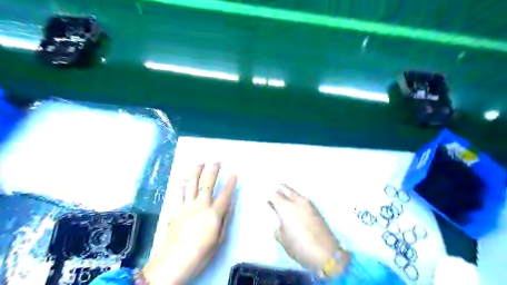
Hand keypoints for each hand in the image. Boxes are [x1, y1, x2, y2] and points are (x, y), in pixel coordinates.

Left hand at [143, 163, 237, 284]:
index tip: (234, 175)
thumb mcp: (219, 239)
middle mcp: (200, 205)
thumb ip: (225, 219)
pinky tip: (185, 180)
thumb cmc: (200, 254)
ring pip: (191, 183)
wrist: (173, 263)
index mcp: (213, 214)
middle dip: (213, 170)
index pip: (225, 194)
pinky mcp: (175, 209)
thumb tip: (230, 204)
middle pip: (207, 182)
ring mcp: (186, 206)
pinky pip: (179, 192)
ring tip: (201, 163)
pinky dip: (183, 184)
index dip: (231, 183)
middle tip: (217, 162)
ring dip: (197, 171)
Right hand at [269, 185, 348, 275]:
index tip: (268, 201)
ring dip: (290, 195)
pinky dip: (298, 202)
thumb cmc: (299, 246)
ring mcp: (308, 203)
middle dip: (280, 190)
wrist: (325, 252)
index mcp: (284, 207)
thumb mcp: (282, 239)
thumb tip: (280, 222)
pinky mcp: (316, 209)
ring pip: (295, 193)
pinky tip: (297, 210)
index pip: (274, 194)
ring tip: (286, 203)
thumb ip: (278, 227)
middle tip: (276, 196)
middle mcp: (296, 201)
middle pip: (285, 188)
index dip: (270, 197)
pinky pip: (303, 200)